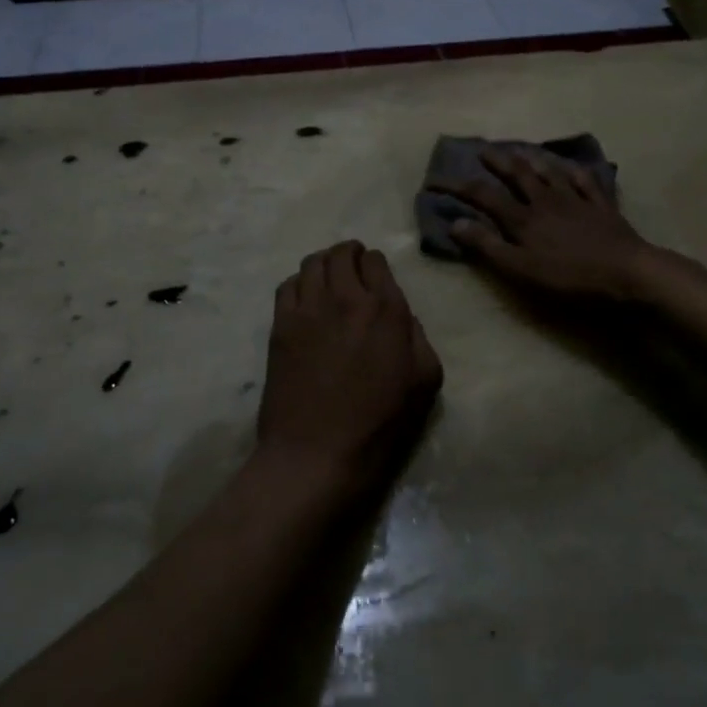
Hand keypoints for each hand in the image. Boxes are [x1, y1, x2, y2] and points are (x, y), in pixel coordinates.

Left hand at [257, 242, 442, 498]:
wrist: (317, 452)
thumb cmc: (379, 424)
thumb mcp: (425, 382)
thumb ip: (419, 338)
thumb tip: (402, 318)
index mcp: (385, 310)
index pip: (376, 261)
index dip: (376, 265)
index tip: (375, 278)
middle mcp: (346, 298)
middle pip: (341, 254)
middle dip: (349, 255)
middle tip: (352, 268)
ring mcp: (308, 309)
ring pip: (312, 263)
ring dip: (324, 264)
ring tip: (328, 279)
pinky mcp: (281, 325)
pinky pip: (287, 285)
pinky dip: (298, 283)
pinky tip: (305, 300)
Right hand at [437, 148, 663, 301]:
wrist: (627, 272)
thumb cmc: (569, 277)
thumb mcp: (520, 269)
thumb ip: (488, 246)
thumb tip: (455, 223)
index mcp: (523, 218)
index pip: (483, 196)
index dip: (457, 187)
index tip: (435, 181)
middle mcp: (546, 201)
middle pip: (518, 175)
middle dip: (497, 161)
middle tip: (483, 150)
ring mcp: (576, 200)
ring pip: (550, 172)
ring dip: (533, 160)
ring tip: (522, 150)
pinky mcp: (601, 206)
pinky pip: (586, 181)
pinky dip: (575, 171)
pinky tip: (572, 167)